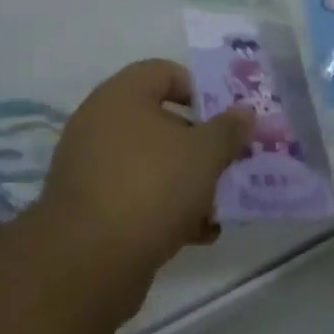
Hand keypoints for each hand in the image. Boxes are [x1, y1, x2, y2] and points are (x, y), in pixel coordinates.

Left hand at [37, 60, 252, 286]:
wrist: (88, 261)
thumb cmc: (150, 187)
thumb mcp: (203, 155)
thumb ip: (228, 130)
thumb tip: (245, 112)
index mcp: (120, 95)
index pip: (163, 72)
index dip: (199, 89)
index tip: (226, 118)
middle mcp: (100, 122)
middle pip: (159, 121)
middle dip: (198, 144)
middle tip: (229, 163)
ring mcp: (91, 165)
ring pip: (150, 162)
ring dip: (186, 181)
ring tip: (219, 206)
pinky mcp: (90, 207)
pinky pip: (135, 195)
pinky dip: (165, 209)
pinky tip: (197, 234)